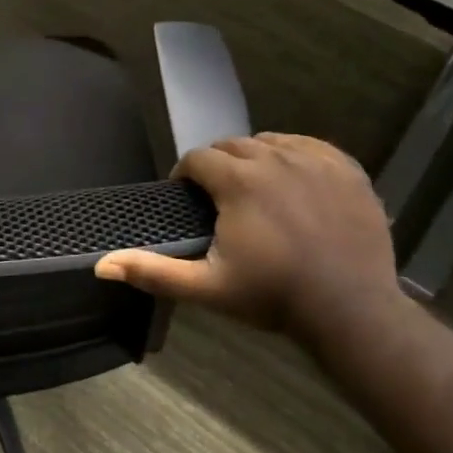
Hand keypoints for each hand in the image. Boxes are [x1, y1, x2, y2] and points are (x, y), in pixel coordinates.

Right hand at [95, 134, 400, 338]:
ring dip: (253, 159)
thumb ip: (152, 271)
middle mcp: (276, 158)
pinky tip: (292, 182)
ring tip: (254, 191)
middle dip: (217, 166)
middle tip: (218, 200)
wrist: (351, 310)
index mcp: (239, 181)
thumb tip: (101, 265)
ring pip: (270, 142)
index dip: (185, 176)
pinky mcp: (347, 169)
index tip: (187, 199)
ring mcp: (316, 160)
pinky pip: (310, 146)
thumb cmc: (272, 297)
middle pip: (232, 146)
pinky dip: (293, 157)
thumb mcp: (205, 287)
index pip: (198, 158)